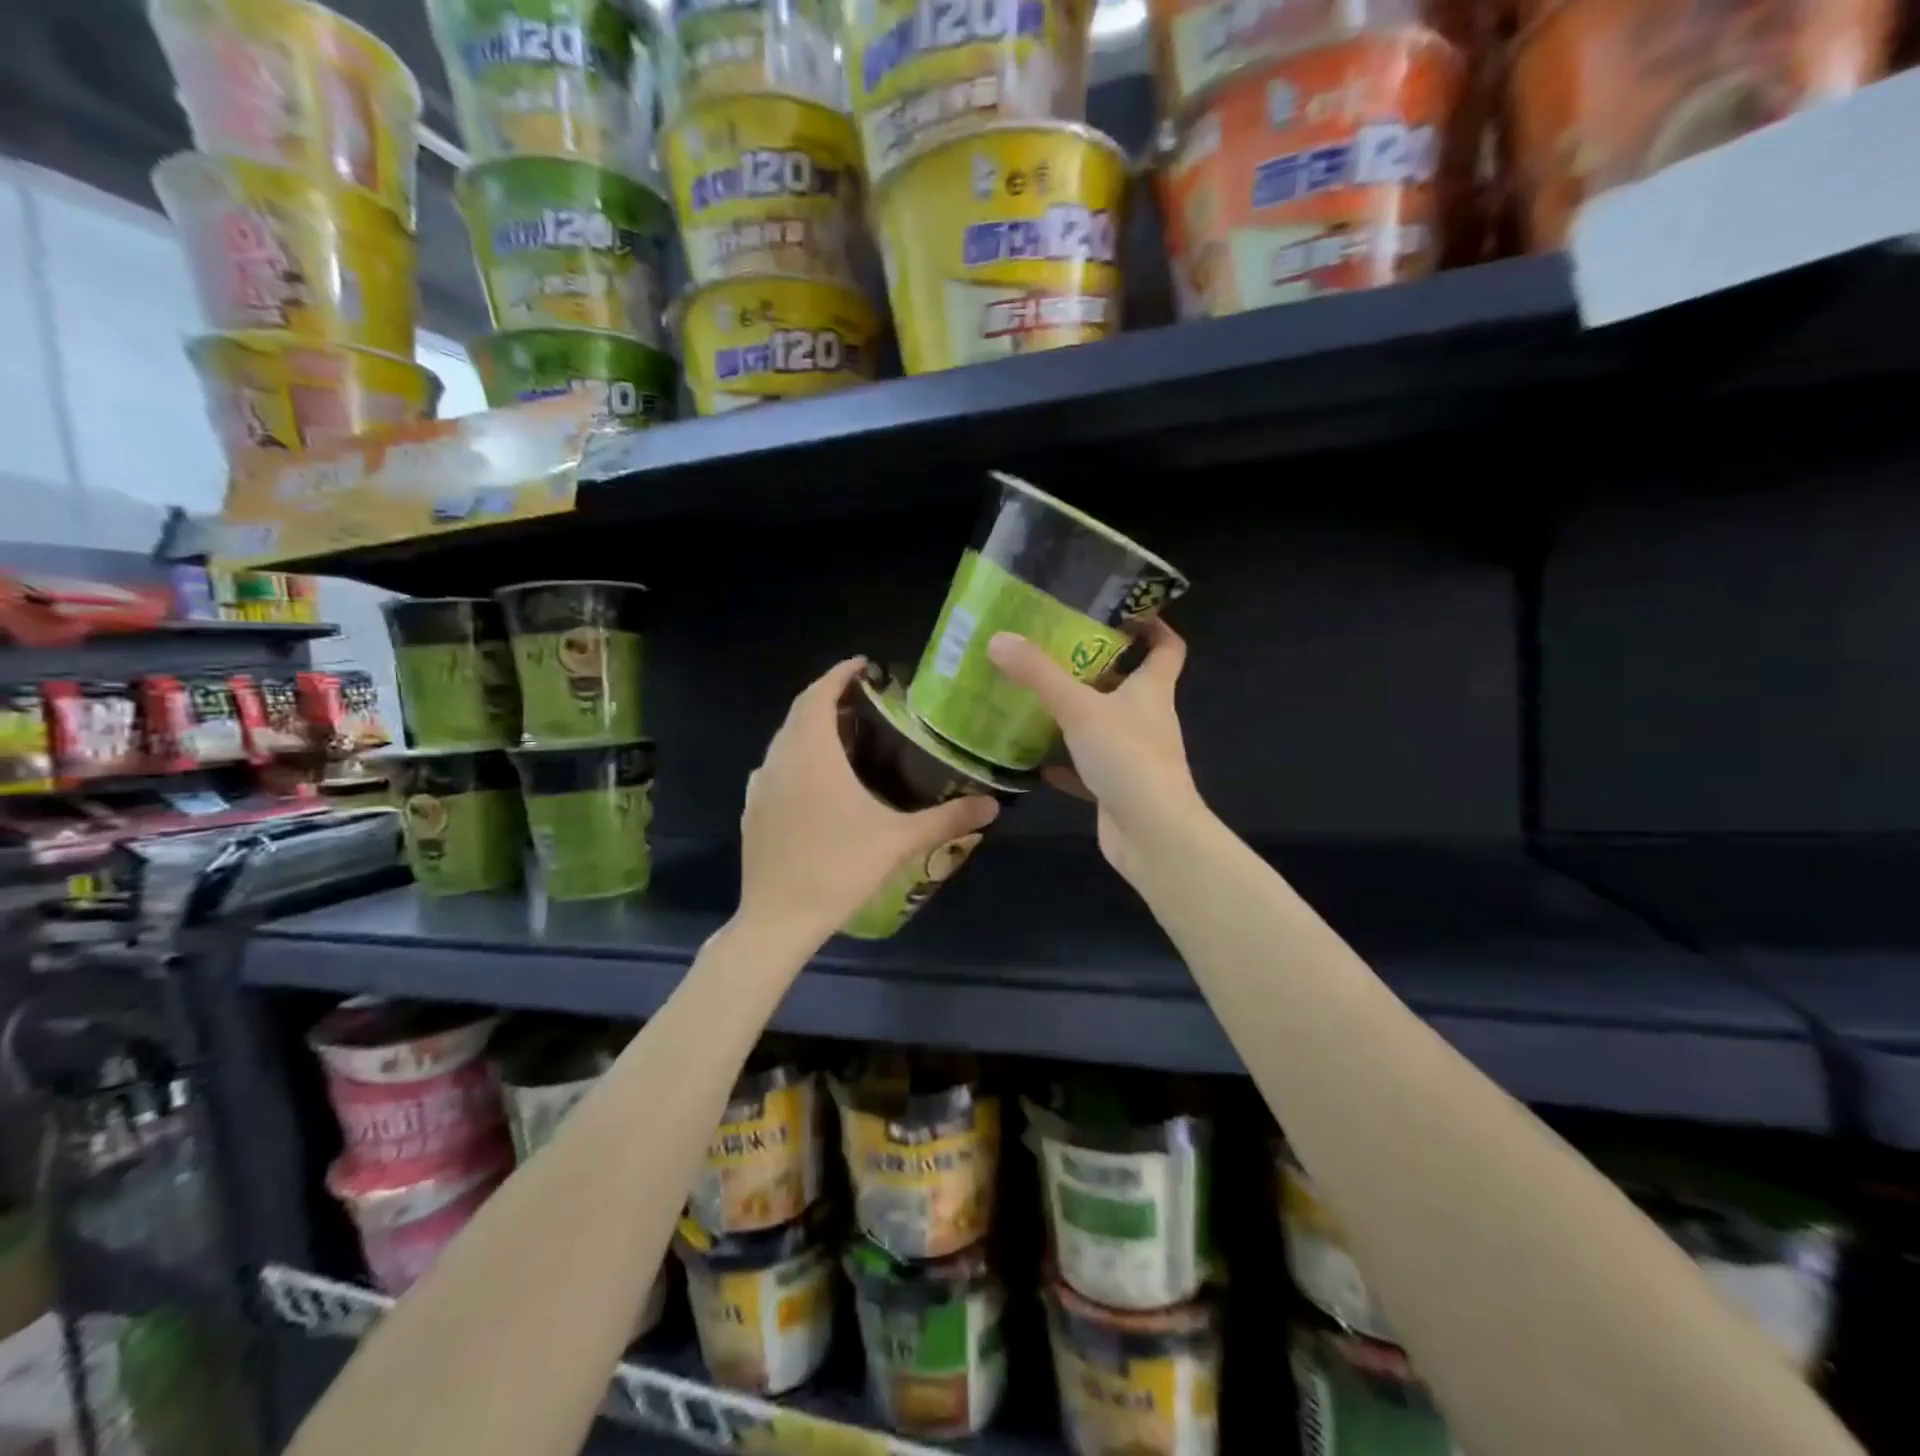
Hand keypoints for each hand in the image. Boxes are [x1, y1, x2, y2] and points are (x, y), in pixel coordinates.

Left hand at [736, 657, 1000, 948]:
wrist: (777, 920)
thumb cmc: (838, 870)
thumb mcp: (898, 841)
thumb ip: (947, 818)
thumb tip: (993, 805)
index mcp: (811, 754)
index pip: (818, 695)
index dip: (839, 674)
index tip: (863, 664)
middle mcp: (779, 760)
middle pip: (799, 713)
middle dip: (827, 698)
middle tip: (862, 700)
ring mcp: (759, 786)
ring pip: (783, 741)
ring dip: (808, 728)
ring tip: (843, 736)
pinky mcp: (751, 811)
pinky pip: (773, 768)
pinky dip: (794, 758)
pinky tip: (815, 782)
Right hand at [986, 621, 1201, 882]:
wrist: (1152, 835)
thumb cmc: (1127, 758)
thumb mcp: (1079, 709)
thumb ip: (1039, 675)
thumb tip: (999, 639)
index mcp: (1152, 690)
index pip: (1167, 647)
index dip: (1152, 626)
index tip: (1122, 611)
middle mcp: (1148, 718)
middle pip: (1127, 683)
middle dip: (1095, 667)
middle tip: (1053, 650)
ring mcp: (1134, 755)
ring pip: (1104, 725)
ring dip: (1076, 713)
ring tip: (1035, 696)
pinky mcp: (1117, 786)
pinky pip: (1087, 766)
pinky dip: (1064, 761)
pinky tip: (1034, 758)